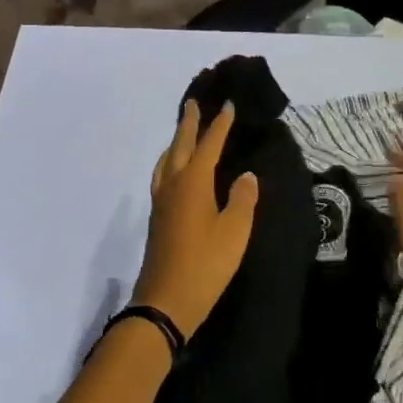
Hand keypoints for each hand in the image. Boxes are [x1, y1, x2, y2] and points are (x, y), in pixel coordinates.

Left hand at [131, 100, 258, 341]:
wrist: (166, 300)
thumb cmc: (206, 264)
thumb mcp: (234, 232)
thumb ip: (242, 199)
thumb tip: (245, 176)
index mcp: (193, 181)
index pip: (209, 144)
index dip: (219, 124)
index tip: (227, 104)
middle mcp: (173, 184)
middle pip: (180, 145)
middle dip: (188, 123)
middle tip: (193, 102)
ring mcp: (161, 201)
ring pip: (166, 160)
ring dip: (175, 141)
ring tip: (183, 133)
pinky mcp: (157, 217)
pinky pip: (162, 175)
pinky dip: (169, 162)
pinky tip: (173, 172)